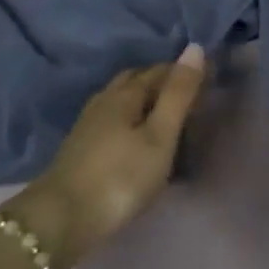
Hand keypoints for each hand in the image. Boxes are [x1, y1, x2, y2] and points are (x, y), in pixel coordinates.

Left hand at [5, 45, 207, 268]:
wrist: (60, 221)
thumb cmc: (120, 177)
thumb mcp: (159, 136)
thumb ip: (178, 94)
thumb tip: (195, 47)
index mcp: (125, 94)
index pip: (159, 70)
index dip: (183, 71)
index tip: (208, 78)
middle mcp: (104, 101)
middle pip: (136, 80)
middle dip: (162, 81)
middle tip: (188, 94)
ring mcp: (88, 125)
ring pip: (121, 99)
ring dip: (145, 99)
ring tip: (166, 113)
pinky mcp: (80, 147)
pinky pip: (113, 118)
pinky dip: (131, 118)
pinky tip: (137, 135)